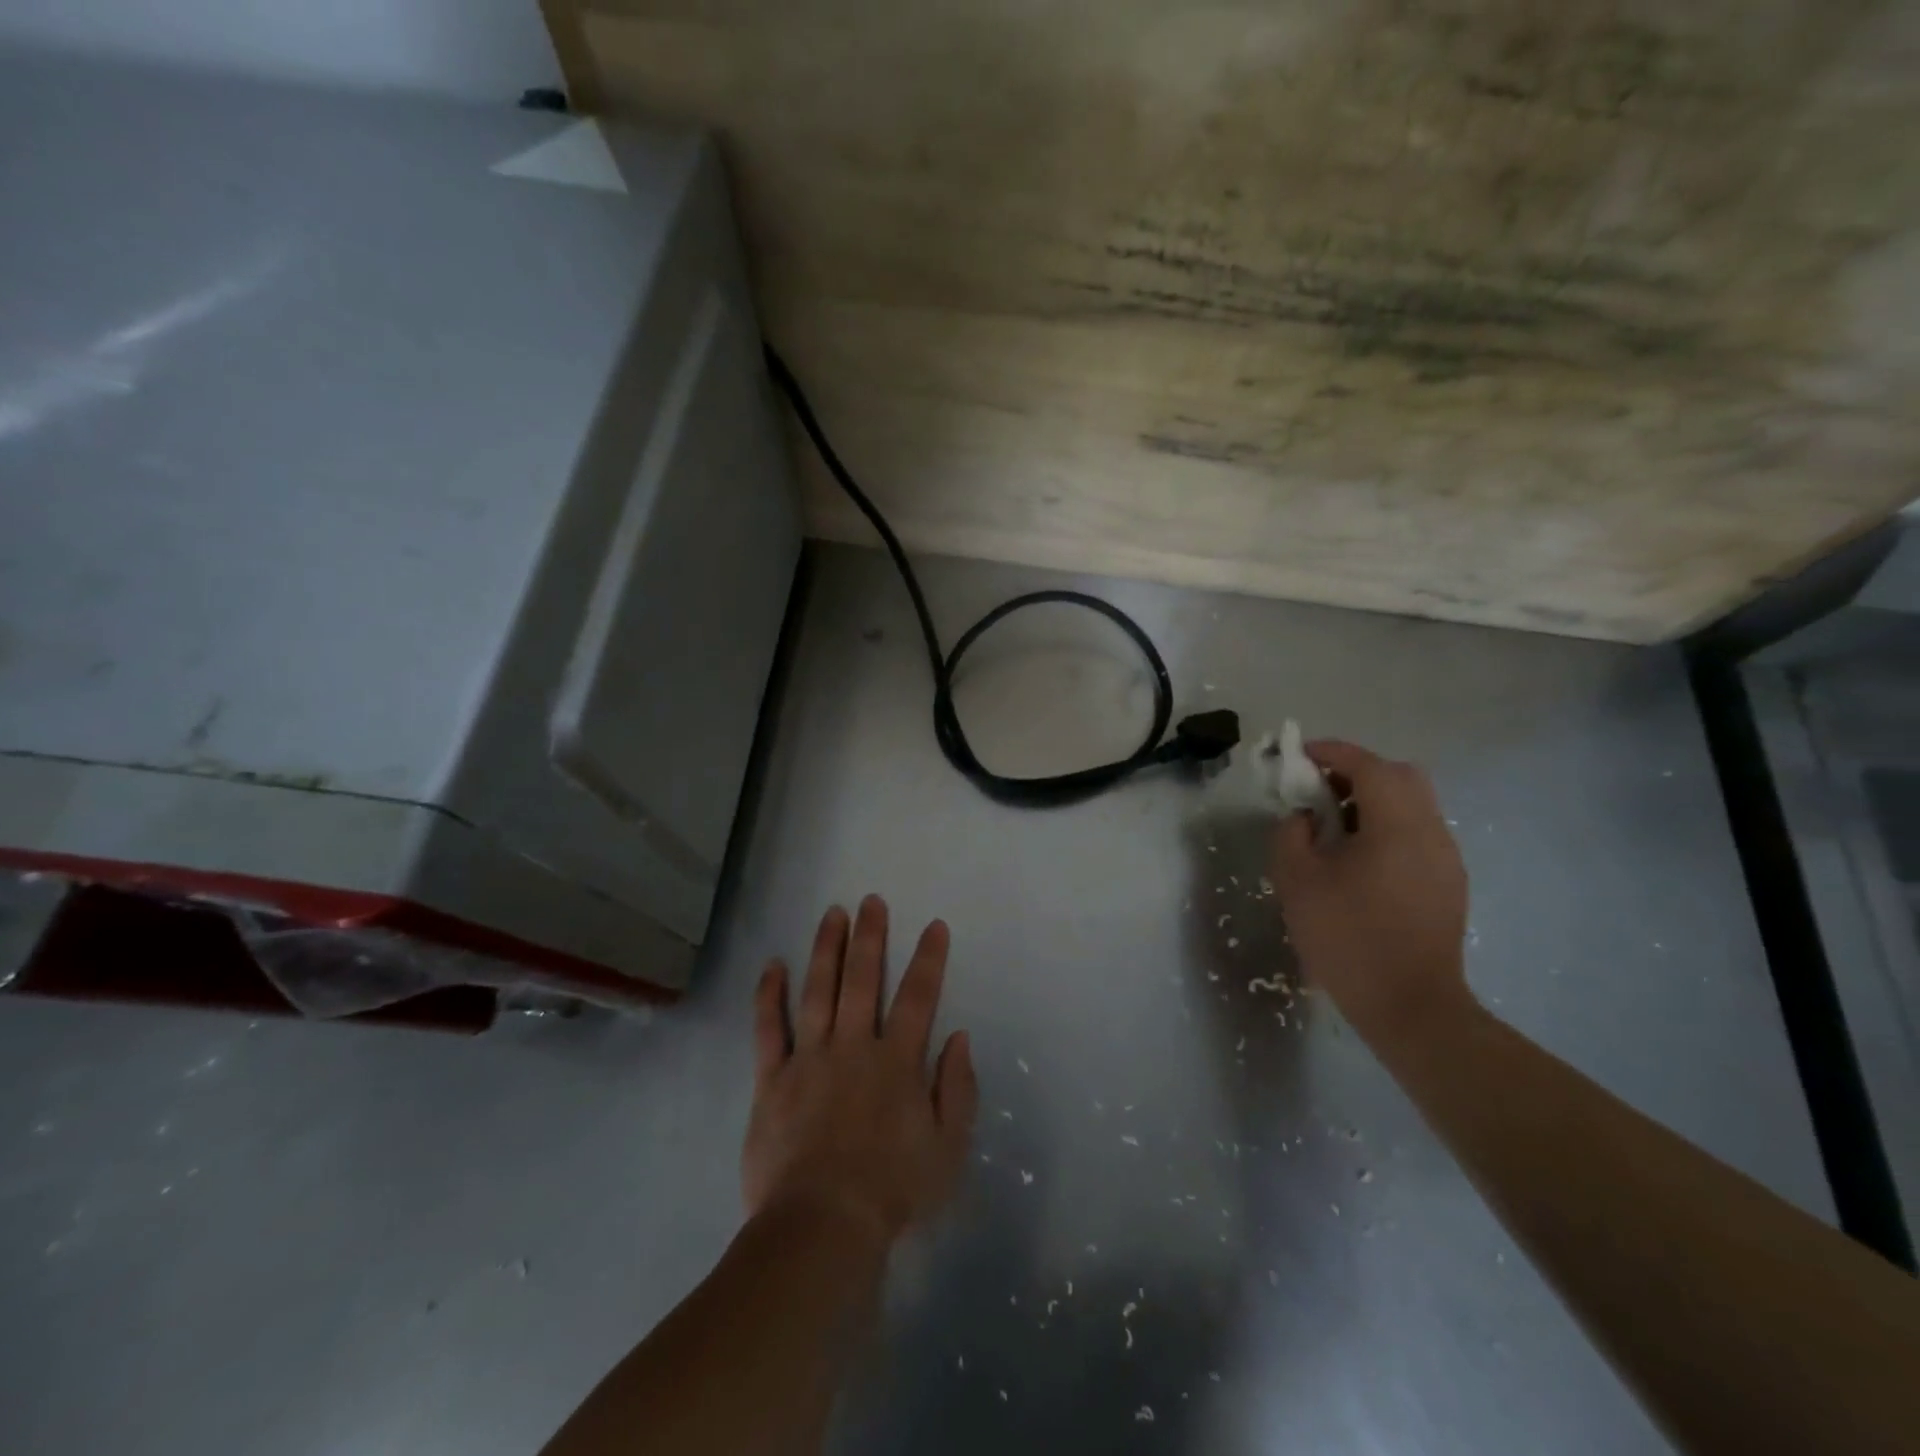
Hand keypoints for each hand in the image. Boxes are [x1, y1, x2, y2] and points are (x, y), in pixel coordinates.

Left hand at [743, 896, 977, 1245]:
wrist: (822, 1225)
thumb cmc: (893, 1190)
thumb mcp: (948, 1148)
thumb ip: (957, 1088)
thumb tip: (958, 1037)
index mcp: (897, 1062)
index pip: (917, 997)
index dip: (928, 959)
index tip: (933, 926)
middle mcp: (853, 1046)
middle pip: (862, 979)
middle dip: (870, 936)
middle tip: (871, 901)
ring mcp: (809, 1058)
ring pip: (818, 990)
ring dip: (826, 948)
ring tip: (832, 913)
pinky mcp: (772, 1079)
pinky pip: (768, 1028)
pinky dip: (769, 994)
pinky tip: (773, 964)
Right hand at [1270, 740, 1473, 1045]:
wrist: (1410, 1007)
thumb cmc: (1348, 938)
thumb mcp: (1298, 881)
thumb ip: (1292, 835)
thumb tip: (1304, 817)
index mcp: (1397, 826)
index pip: (1368, 766)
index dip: (1332, 752)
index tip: (1300, 754)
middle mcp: (1431, 832)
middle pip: (1401, 777)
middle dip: (1358, 772)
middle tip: (1320, 791)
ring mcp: (1445, 859)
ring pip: (1413, 805)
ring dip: (1373, 801)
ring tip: (1334, 828)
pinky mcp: (1448, 883)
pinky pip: (1418, 834)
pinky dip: (1388, 827)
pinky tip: (1359, 860)